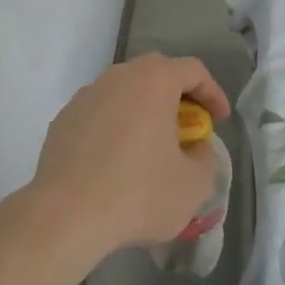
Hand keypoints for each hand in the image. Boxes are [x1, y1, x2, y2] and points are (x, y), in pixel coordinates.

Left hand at [26, 53, 229, 263]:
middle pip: (156, 74)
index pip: (193, 70)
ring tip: (152, 148)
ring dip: (144, 112)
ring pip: (124, 93)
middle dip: (177, 98)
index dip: (212, 92)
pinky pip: (100, 114)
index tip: (220, 120)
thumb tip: (195, 148)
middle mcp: (118, 76)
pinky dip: (115, 128)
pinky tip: (117, 163)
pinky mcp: (64, 118)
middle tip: (188, 129)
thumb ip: (205, 158)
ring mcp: (86, 95)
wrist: (66, 214)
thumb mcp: (193, 185)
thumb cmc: (138, 193)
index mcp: (153, 81)